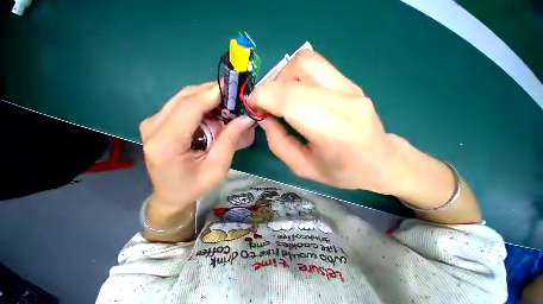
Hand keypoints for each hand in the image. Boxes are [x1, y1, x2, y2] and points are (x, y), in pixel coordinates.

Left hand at [140, 82, 254, 240]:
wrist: (171, 195)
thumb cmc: (194, 186)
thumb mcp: (217, 168)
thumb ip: (230, 141)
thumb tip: (246, 118)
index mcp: (165, 142)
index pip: (190, 106)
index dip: (213, 93)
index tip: (234, 87)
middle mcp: (153, 127)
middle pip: (186, 97)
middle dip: (213, 94)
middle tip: (235, 99)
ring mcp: (152, 122)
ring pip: (184, 97)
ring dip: (208, 99)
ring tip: (227, 107)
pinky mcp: (158, 122)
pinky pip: (182, 104)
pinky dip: (201, 105)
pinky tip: (214, 113)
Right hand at [249, 50, 400, 193]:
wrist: (381, 161)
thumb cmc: (342, 172)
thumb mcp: (303, 168)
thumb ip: (279, 144)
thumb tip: (265, 118)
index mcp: (331, 131)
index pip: (290, 99)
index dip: (263, 97)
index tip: (253, 105)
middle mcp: (343, 101)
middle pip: (295, 75)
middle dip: (270, 88)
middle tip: (266, 106)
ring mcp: (350, 87)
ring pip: (305, 61)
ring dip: (283, 77)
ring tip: (281, 98)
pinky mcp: (351, 82)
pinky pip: (316, 66)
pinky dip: (296, 76)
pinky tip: (297, 94)